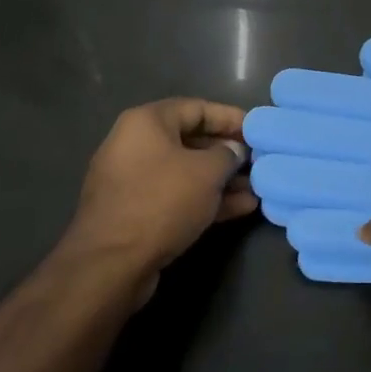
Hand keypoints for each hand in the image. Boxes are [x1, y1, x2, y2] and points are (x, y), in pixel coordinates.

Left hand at [59, 99, 257, 286]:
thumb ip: (228, 154)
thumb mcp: (207, 172)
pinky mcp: (135, 212)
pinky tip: (240, 208)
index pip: (196, 108)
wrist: (112, 263)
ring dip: (221, 180)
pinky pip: (176, 196)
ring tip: (255, 189)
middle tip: (259, 162)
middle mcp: (135, 145)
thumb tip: (234, 152)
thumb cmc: (162, 201)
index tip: (258, 131)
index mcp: (146, 123)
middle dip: (228, 153)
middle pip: (191, 140)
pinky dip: (205, 199)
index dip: (230, 118)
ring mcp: (133, 181)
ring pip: (186, 172)